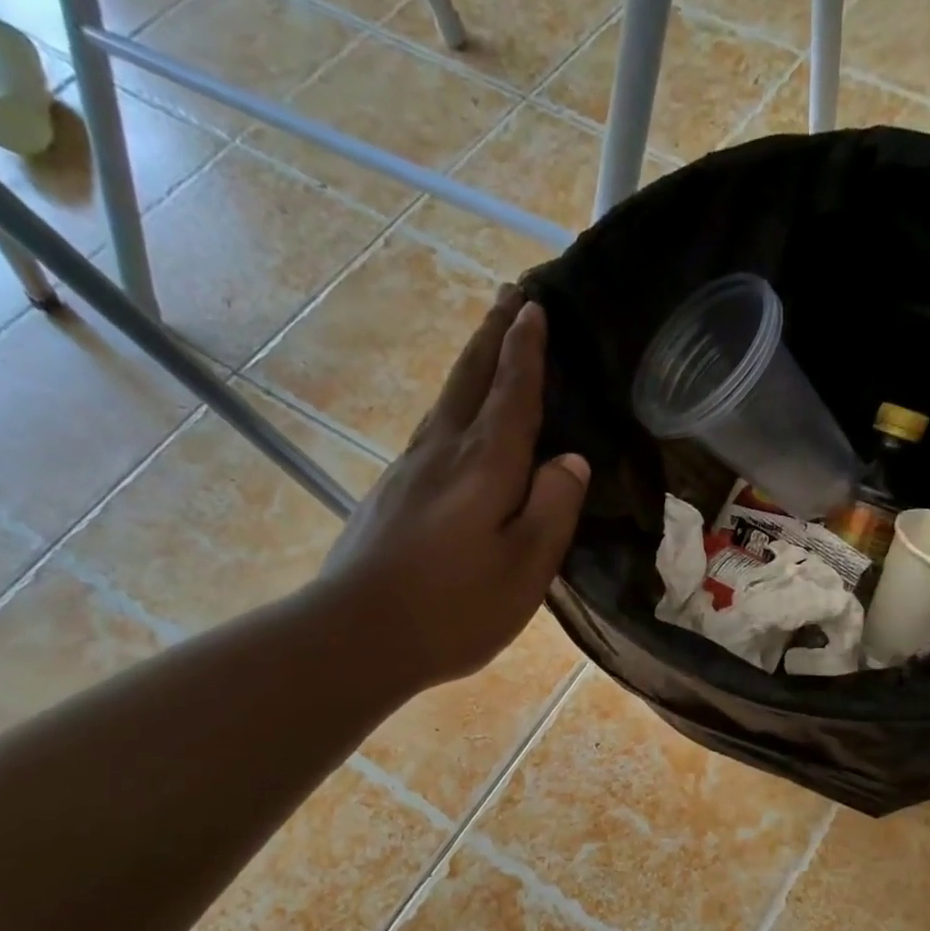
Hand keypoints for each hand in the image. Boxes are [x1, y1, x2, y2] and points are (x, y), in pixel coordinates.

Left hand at [315, 286, 588, 687]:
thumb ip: (553, 508)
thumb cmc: (455, 607)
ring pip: (446, 400)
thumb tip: (570, 460)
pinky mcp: (391, 495)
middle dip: (494, 334)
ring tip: (488, 341)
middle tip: (510, 295)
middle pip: (471, 378)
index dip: (526, 350)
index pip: (512, 392)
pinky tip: (454, 419)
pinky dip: (452, 405)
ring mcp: (409, 470)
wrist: (358, 635)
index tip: (535, 306)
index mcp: (484, 464)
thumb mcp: (525, 566)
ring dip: (471, 363)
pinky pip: (431, 430)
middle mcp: (443, 451)